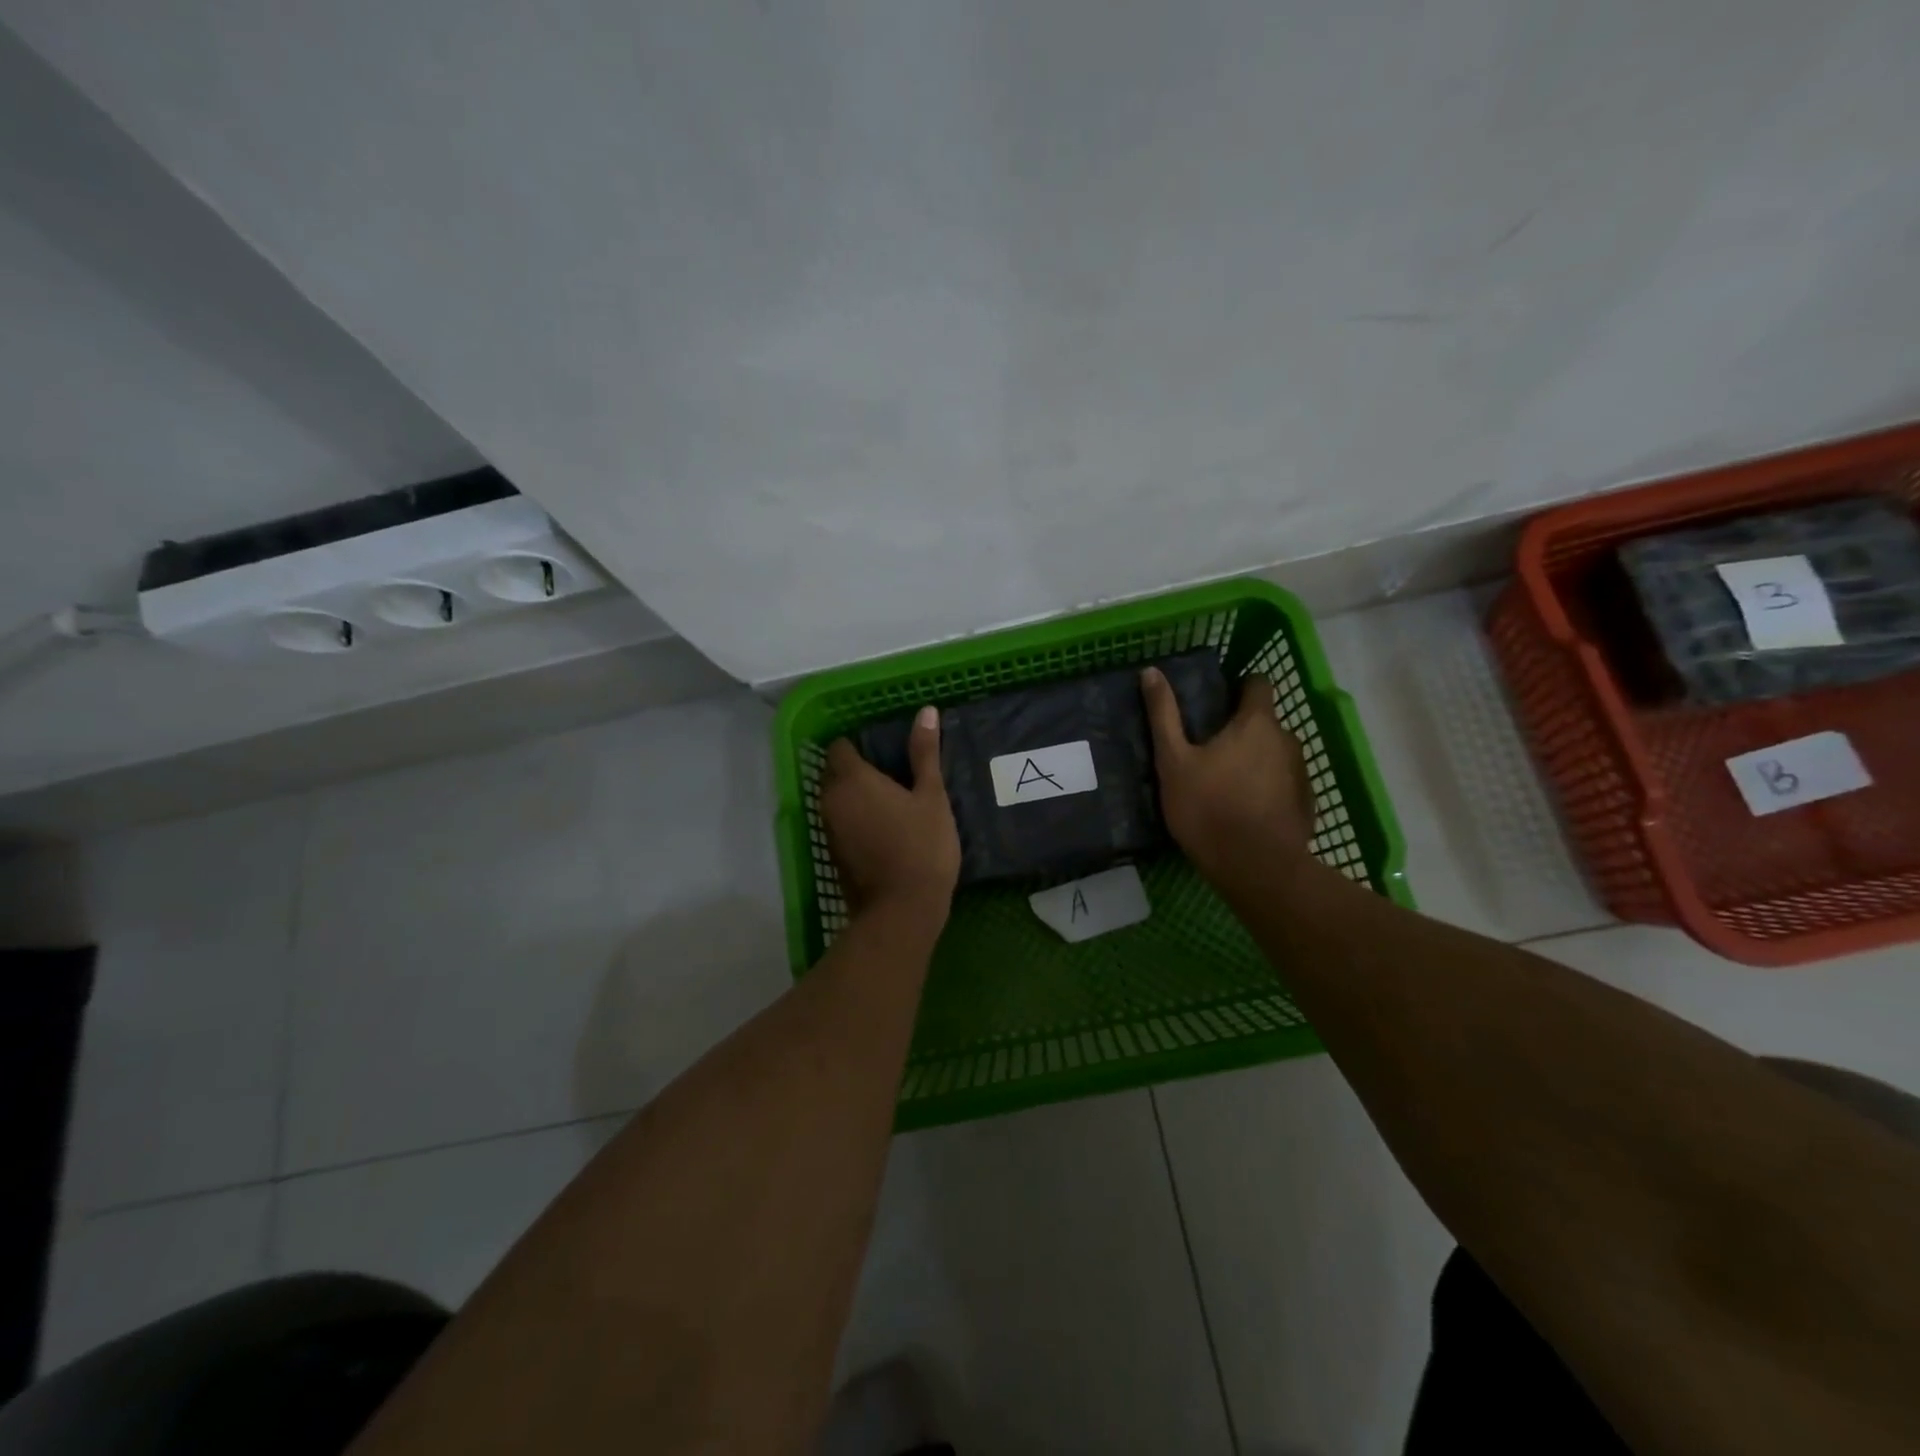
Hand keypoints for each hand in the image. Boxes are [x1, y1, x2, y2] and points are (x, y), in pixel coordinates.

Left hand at [821, 706, 960, 922]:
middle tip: (895, 774)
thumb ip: (924, 753)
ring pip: (836, 799)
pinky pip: (840, 823)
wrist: (902, 910)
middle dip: (857, 769)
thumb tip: (925, 711)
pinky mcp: (834, 853)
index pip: (840, 747)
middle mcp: (831, 800)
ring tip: (893, 800)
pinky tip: (885, 827)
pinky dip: (856, 819)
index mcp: (851, 779)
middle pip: (835, 773)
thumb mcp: (932, 796)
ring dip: (856, 796)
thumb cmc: (922, 846)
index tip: (887, 751)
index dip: (860, 744)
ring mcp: (829, 829)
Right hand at [1141, 668, 1316, 887]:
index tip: (1216, 703)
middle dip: (1241, 730)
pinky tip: (1245, 810)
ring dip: (1255, 760)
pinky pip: (1283, 784)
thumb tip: (1152, 671)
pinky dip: (1266, 788)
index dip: (1239, 687)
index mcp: (1256, 723)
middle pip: (1265, 722)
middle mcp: (1287, 740)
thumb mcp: (1173, 761)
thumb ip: (1164, 715)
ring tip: (1225, 783)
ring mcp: (1301, 773)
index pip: (1258, 684)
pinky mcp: (1306, 804)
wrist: (1256, 868)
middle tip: (1209, 751)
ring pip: (1275, 754)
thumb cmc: (1208, 808)